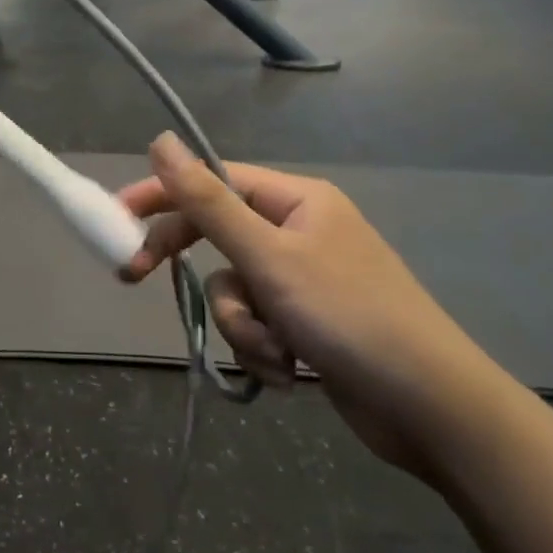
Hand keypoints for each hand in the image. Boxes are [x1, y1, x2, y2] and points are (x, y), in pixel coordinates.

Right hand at [117, 134, 510, 480]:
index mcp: (295, 201)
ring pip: (235, 291)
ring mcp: (304, 280)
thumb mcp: (268, 256)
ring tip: (276, 352)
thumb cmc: (349, 317)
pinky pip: (258, 324)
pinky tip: (292, 372)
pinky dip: (264, 349)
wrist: (435, 411)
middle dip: (193, 270)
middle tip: (133, 278)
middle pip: (218, 238)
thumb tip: (160, 140)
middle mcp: (298, 232)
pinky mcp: (309, 324)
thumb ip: (207, 200)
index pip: (211, 183)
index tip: (117, 218)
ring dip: (242, 326)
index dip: (161, 196)